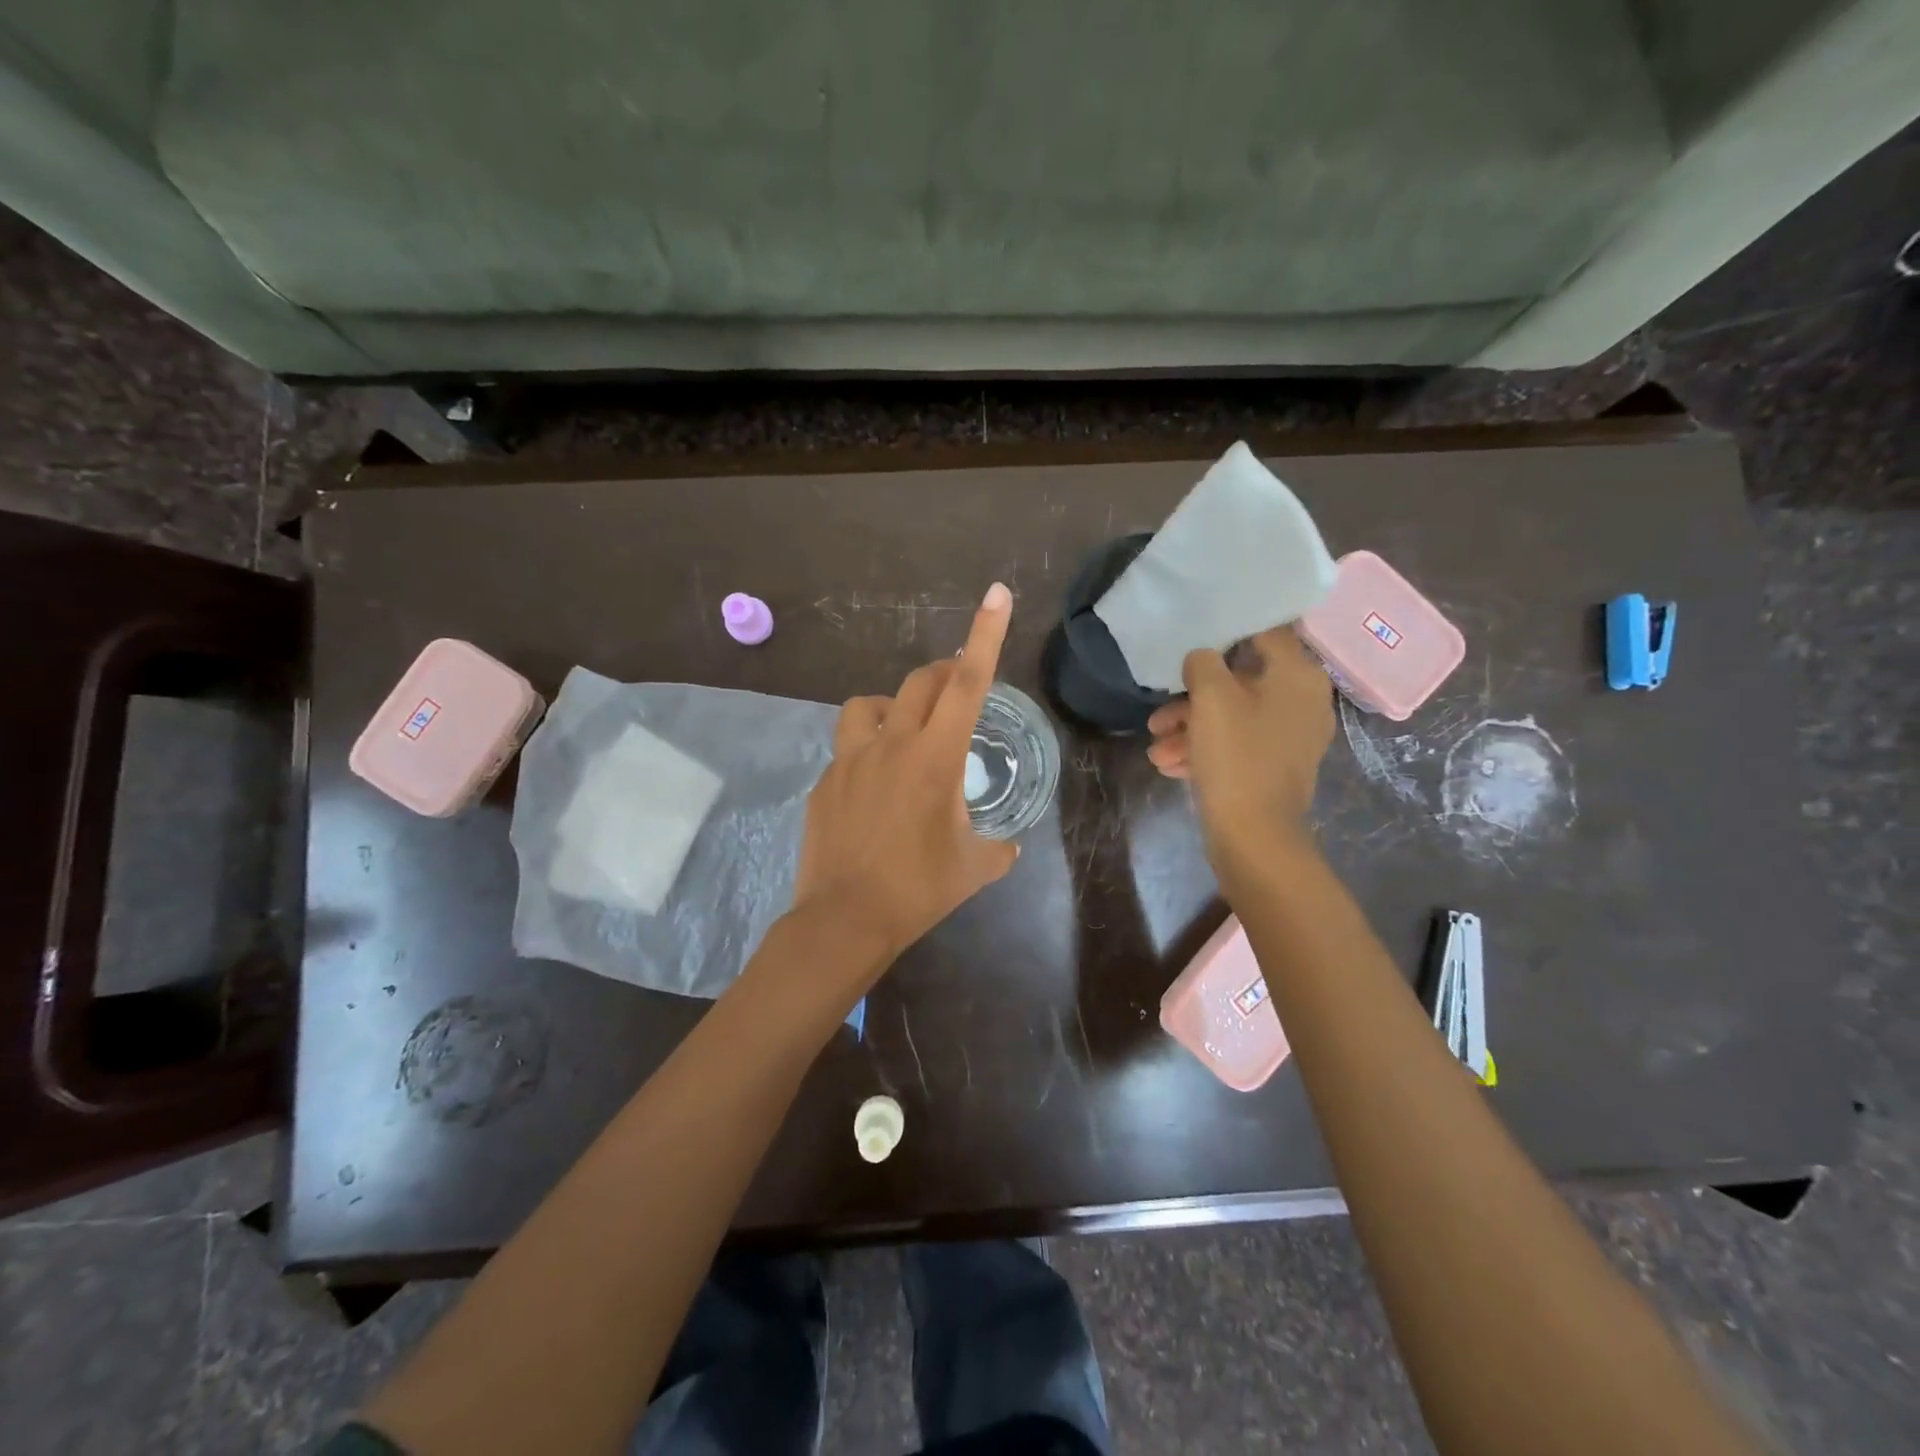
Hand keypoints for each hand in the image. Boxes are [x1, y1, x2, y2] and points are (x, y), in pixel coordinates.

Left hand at [792, 583, 1019, 966]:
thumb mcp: (975, 869)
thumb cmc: (918, 890)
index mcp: (935, 758)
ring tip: (904, 734)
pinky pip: (848, 748)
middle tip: (957, 689)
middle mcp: (891, 744)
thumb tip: (1008, 846)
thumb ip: (999, 849)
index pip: (968, 684)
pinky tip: (873, 788)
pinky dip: (867, 751)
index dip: (985, 635)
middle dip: (944, 673)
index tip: (996, 594)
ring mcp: (850, 759)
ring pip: (869, 704)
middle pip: (919, 682)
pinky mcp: (825, 780)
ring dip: (894, 706)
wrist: (844, 920)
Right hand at [1145, 626, 1334, 867]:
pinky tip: (1170, 765)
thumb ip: (1203, 663)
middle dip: (1193, 697)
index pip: (1265, 632)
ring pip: (1233, 717)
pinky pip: (1237, 744)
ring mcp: (1291, 737)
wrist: (1254, 836)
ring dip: (1190, 728)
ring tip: (1156, 748)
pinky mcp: (1275, 766)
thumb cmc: (1236, 756)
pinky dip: (1205, 750)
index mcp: (1298, 676)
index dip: (1227, 631)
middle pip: (1241, 681)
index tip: (1194, 638)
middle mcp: (1303, 701)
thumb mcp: (1211, 697)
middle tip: (1159, 714)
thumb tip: (1203, 658)